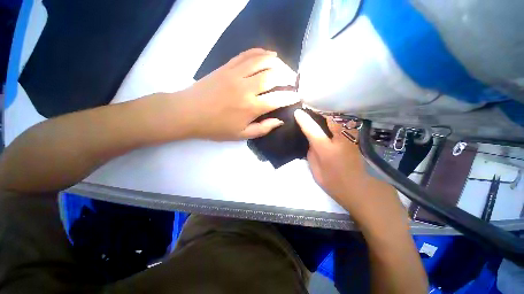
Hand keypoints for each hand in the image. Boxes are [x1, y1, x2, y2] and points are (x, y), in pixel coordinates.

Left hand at [181, 48, 298, 140]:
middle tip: (292, 81)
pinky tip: (268, 54)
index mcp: (251, 107)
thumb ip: (263, 129)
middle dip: (288, 77)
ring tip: (284, 68)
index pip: (278, 99)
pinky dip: (260, 52)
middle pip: (274, 76)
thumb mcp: (241, 135)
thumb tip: (279, 121)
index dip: (290, 97)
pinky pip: (247, 55)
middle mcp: (247, 88)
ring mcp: (236, 74)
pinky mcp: (227, 66)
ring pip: (263, 61)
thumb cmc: (216, 127)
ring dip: (278, 63)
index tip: (296, 96)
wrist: (188, 112)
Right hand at [294, 109, 403, 223]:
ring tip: (324, 113)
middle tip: (313, 109)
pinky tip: (338, 121)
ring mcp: (356, 139)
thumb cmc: (338, 186)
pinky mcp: (363, 140)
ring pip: (343, 118)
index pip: (313, 130)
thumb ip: (312, 155)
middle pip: (331, 118)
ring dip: (332, 114)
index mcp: (328, 151)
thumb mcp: (317, 174)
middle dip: (321, 111)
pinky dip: (342, 120)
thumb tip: (311, 142)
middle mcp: (343, 140)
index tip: (297, 112)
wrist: (368, 194)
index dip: (304, 120)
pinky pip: (350, 124)